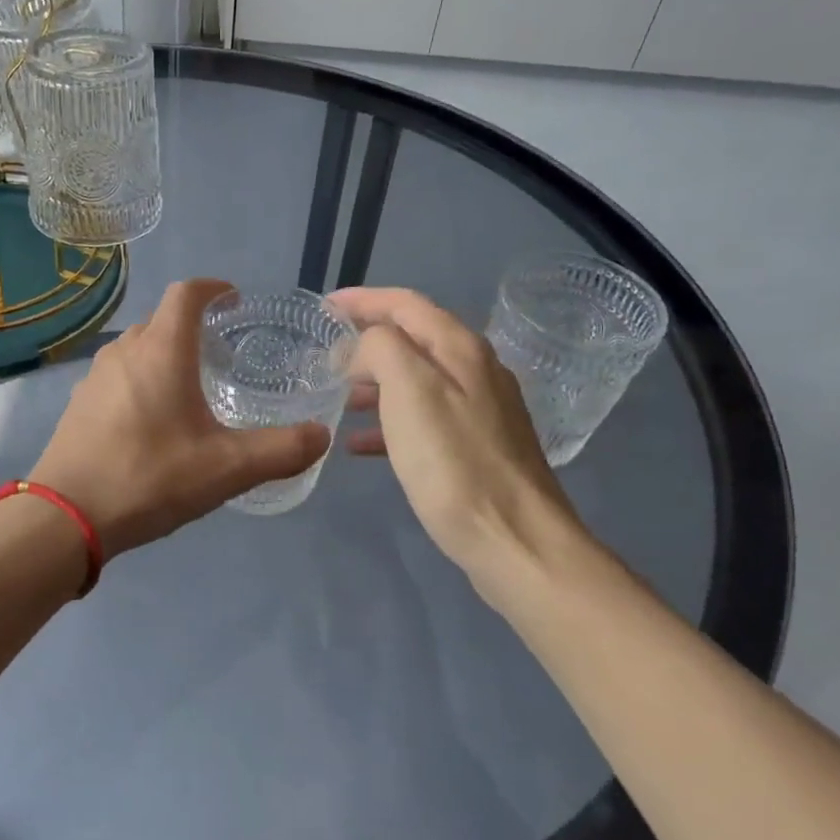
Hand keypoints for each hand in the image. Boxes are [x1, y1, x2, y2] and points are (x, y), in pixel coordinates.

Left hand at [29, 279, 331, 557]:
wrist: (65, 516)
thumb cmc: (149, 478)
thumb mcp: (227, 469)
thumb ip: (280, 450)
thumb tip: (321, 436)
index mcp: (161, 351)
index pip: (186, 293)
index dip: (213, 288)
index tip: (233, 300)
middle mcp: (125, 351)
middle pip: (162, 319)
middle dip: (193, 324)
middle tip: (222, 351)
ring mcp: (95, 376)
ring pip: (137, 347)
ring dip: (165, 352)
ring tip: (191, 384)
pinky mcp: (79, 403)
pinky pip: (118, 374)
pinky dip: (142, 378)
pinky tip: (153, 418)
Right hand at [327, 287, 582, 594]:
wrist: (515, 539)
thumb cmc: (454, 462)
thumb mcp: (409, 390)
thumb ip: (381, 349)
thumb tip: (366, 348)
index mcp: (459, 348)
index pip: (405, 303)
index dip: (362, 300)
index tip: (324, 307)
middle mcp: (475, 370)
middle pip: (413, 339)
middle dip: (367, 341)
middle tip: (326, 357)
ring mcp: (481, 410)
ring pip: (416, 380)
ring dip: (375, 382)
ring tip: (338, 398)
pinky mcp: (477, 447)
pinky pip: (423, 419)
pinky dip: (389, 421)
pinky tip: (362, 443)